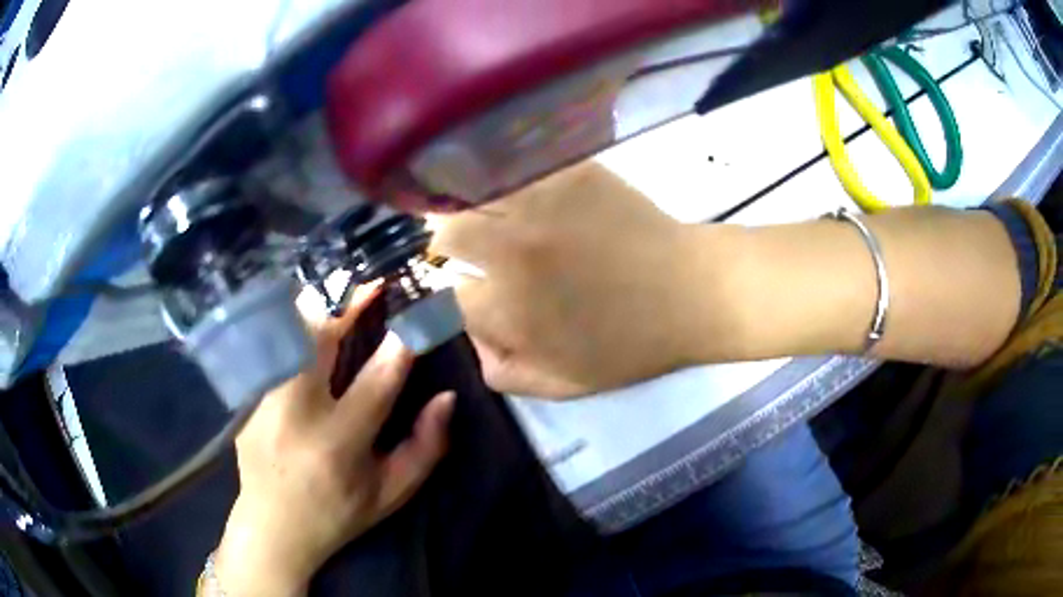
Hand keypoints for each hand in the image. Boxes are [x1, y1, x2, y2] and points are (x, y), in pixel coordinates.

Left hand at [213, 285, 454, 596]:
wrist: (272, 527)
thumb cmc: (338, 513)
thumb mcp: (391, 493)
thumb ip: (426, 448)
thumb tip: (446, 398)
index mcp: (339, 442)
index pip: (379, 378)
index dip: (403, 341)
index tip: (420, 314)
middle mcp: (296, 412)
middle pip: (322, 338)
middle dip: (351, 303)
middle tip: (375, 285)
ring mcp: (263, 400)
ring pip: (291, 334)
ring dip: (320, 309)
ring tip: (343, 298)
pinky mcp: (247, 396)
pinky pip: (273, 348)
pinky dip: (294, 328)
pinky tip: (309, 325)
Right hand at [430, 162, 743, 397]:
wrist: (691, 291)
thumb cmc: (631, 346)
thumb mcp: (563, 384)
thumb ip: (503, 372)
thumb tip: (473, 340)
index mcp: (507, 307)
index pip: (448, 294)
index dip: (459, 298)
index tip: (474, 295)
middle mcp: (510, 249)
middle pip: (447, 234)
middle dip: (451, 247)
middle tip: (471, 250)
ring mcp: (539, 203)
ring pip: (474, 194)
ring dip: (474, 209)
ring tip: (490, 217)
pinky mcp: (567, 173)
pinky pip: (516, 168)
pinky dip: (507, 180)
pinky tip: (521, 191)